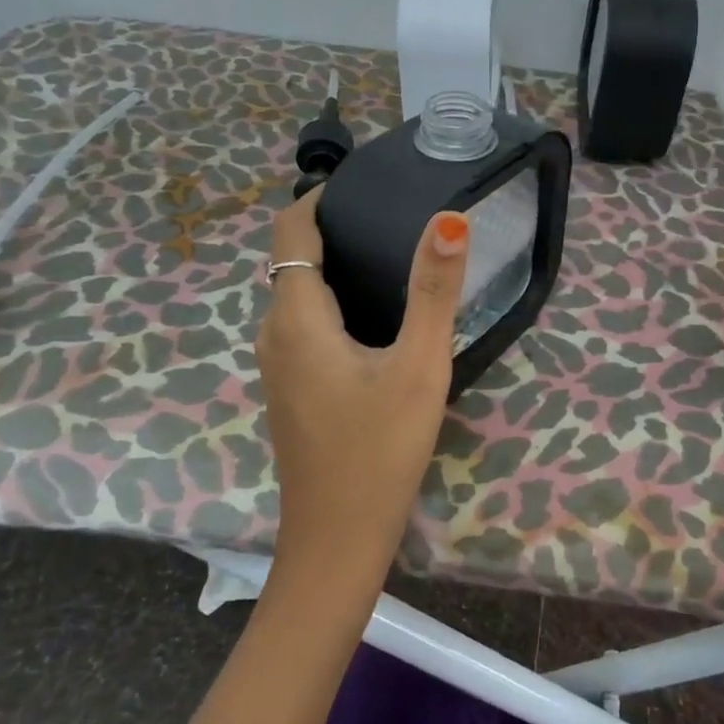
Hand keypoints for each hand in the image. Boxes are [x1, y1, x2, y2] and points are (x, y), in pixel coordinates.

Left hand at [257, 192, 469, 586]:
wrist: (337, 541)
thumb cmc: (378, 450)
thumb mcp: (418, 367)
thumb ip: (433, 292)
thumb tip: (448, 219)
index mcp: (296, 318)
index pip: (291, 231)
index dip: (320, 197)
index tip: (367, 182)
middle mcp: (275, 334)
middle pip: (294, 260)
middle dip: (334, 228)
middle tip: (394, 213)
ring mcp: (279, 365)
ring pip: (299, 295)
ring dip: (336, 266)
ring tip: (392, 254)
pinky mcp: (293, 389)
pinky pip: (306, 324)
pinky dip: (335, 301)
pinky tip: (378, 316)